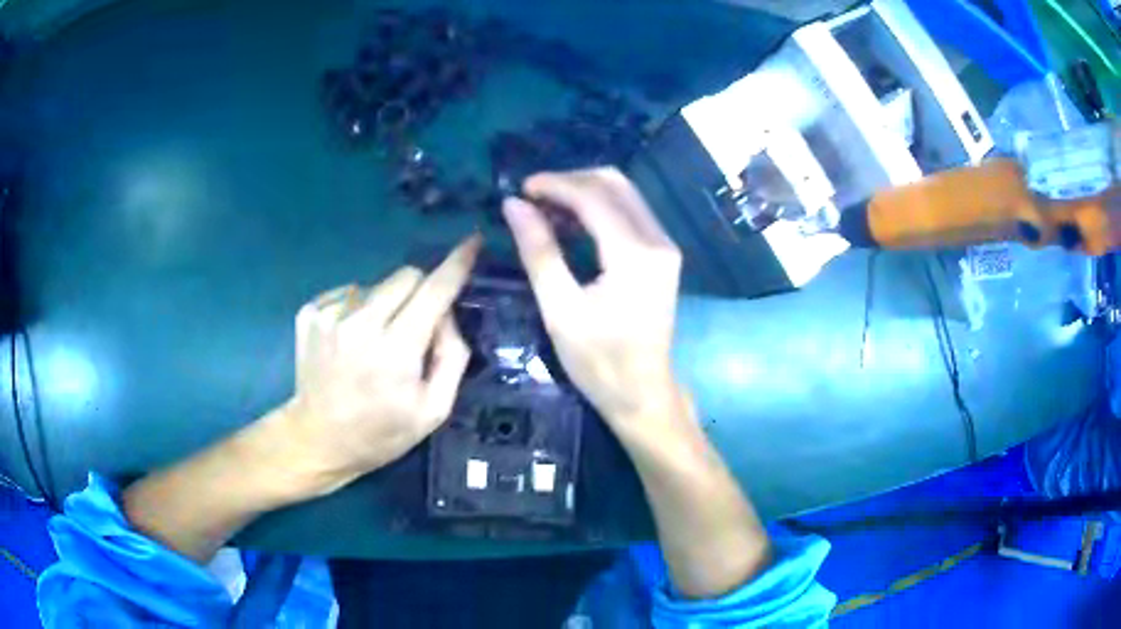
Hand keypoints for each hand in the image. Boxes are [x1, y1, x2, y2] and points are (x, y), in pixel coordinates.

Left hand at [277, 235, 480, 492]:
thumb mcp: (434, 411)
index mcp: (395, 350)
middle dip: (421, 292)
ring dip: (387, 305)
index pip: (434, 290)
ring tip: (375, 343)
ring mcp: (329, 315)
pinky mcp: (310, 313)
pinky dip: (358, 309)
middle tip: (415, 328)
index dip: (457, 264)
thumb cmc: (381, 432)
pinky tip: (350, 341)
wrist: (317, 439)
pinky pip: (349, 293)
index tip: (472, 242)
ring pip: (377, 285)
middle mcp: (360, 323)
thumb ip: (452, 357)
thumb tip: (446, 314)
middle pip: (406, 275)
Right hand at [502, 168, 685, 430]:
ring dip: (583, 192)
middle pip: (614, 183)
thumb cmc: (599, 363)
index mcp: (635, 255)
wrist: (642, 393)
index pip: (593, 196)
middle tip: (531, 199)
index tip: (520, 189)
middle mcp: (658, 240)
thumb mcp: (560, 310)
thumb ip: (538, 252)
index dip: (555, 185)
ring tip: (545, 211)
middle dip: (570, 181)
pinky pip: (629, 212)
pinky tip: (570, 224)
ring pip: (623, 193)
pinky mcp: (662, 253)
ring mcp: (665, 245)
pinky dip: (598, 208)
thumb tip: (513, 205)